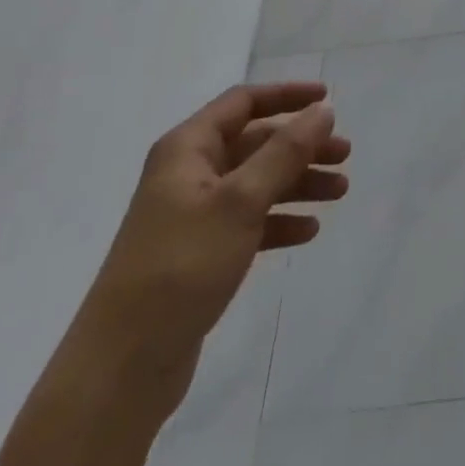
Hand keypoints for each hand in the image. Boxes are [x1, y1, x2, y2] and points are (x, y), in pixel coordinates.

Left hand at [72, 82, 350, 382]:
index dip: (287, 96)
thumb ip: (285, 152)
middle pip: (256, 143)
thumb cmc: (182, 265)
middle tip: (345, 155)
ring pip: (256, 183)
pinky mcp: (199, 255)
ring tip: (339, 193)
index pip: (243, 102)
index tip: (328, 100)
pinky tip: (308, 232)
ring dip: (298, 183)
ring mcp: (192, 216)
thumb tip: (322, 111)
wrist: (120, 369)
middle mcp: (188, 174)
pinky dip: (278, 221)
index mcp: (188, 149)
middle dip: (302, 146)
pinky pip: (248, 222)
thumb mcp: (241, 201)